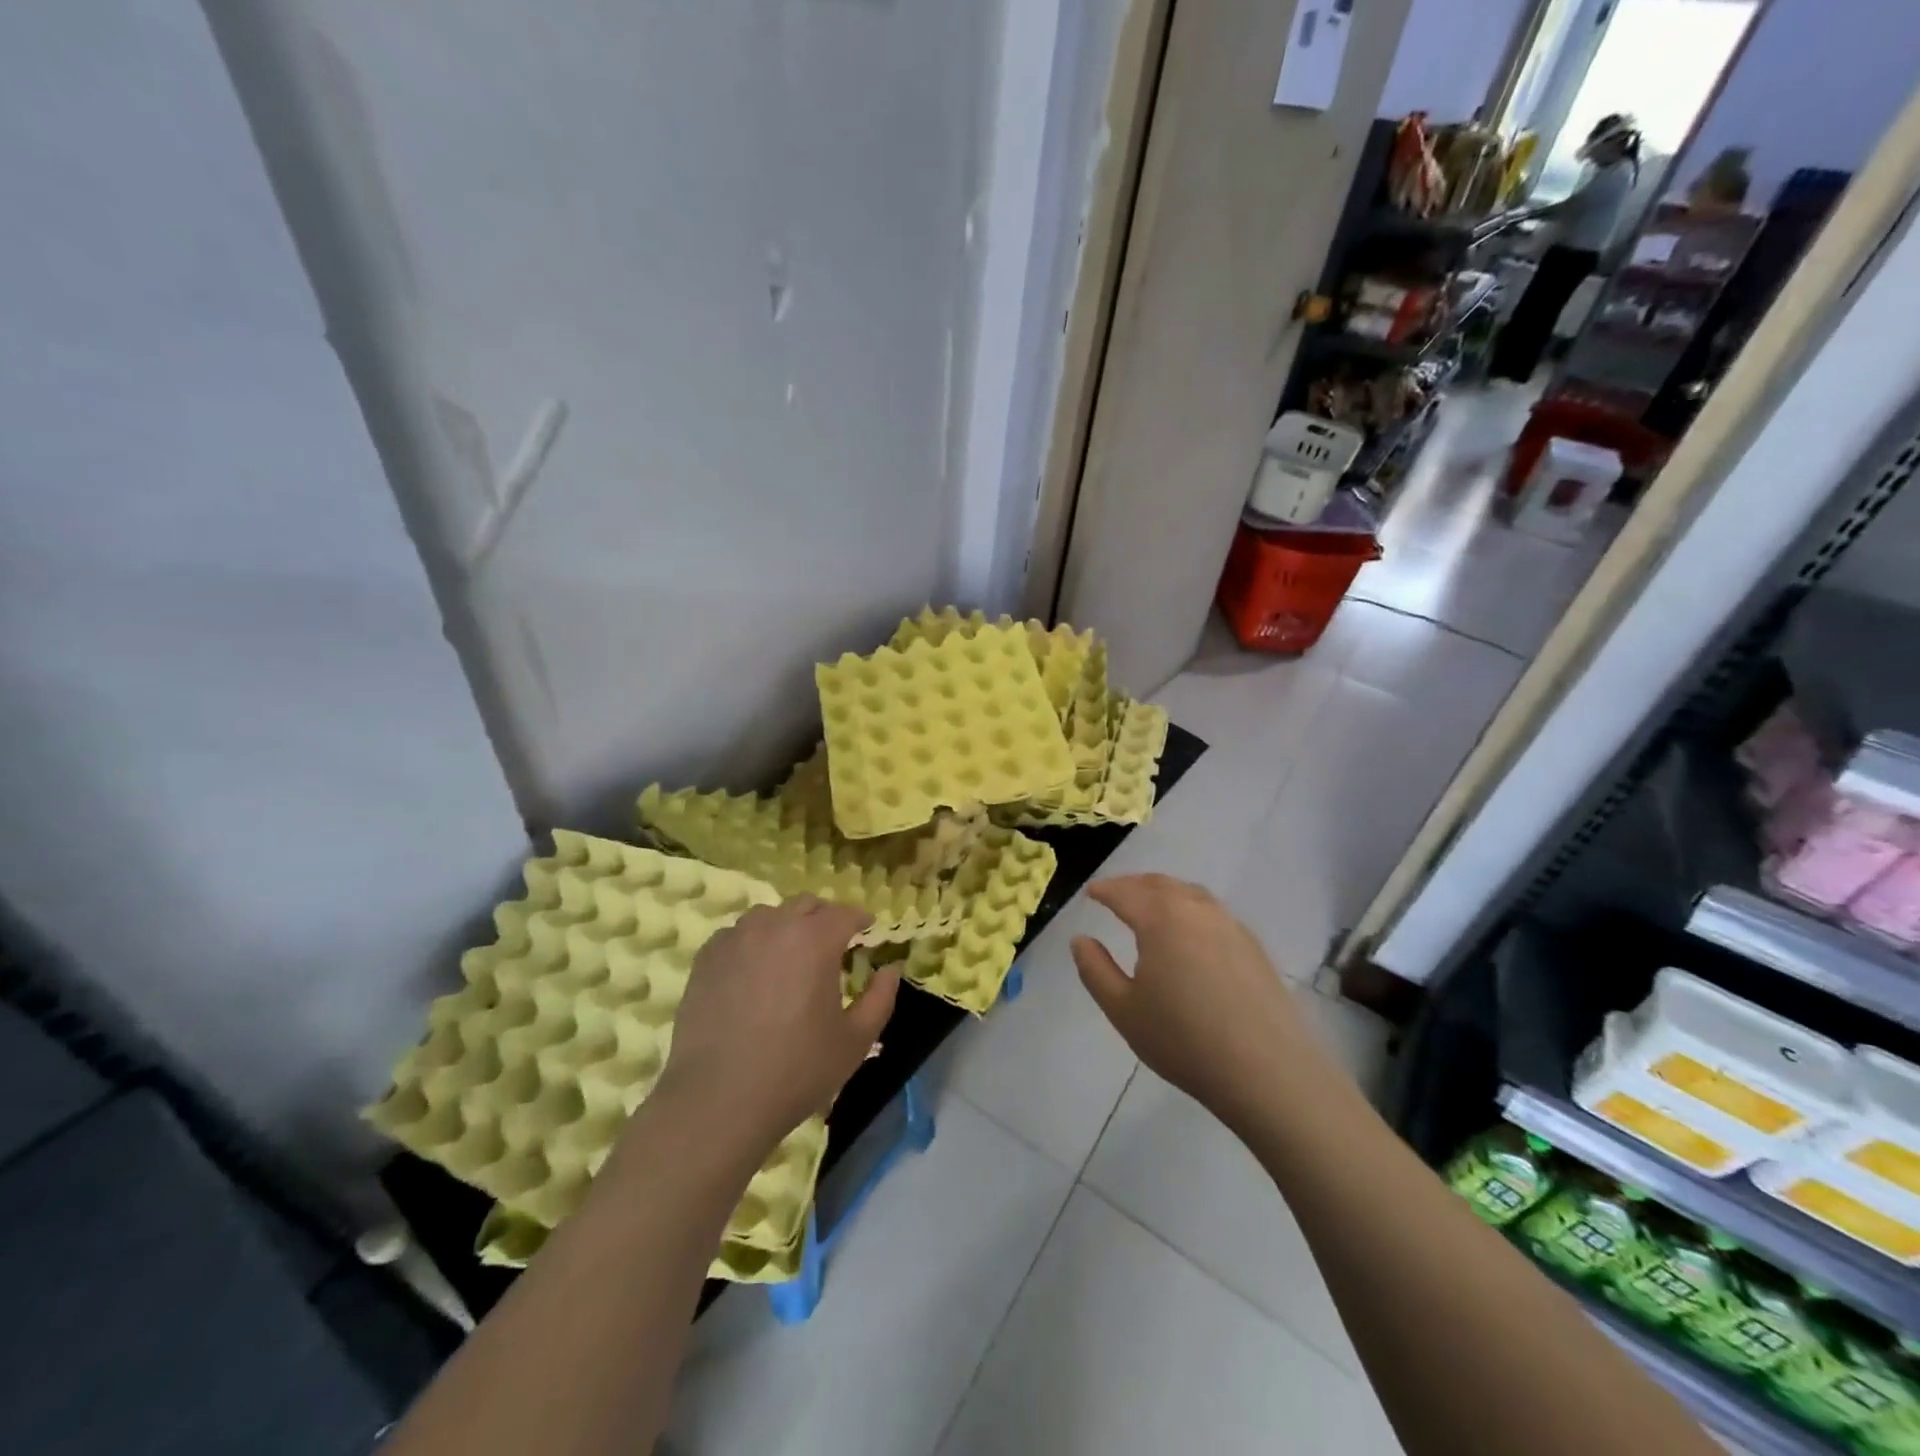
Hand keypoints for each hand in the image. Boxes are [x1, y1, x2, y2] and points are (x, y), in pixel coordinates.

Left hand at [655, 896, 898, 1157]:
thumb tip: (890, 969)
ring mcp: (735, 939)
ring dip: (786, 926)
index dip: (860, 918)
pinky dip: (752, 943)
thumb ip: (880, 998)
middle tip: (831, 944)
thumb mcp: (855, 1040)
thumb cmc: (797, 1070)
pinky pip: (736, 935)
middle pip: (806, 905)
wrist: (718, 1100)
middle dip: (824, 918)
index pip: (845, 913)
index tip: (867, 929)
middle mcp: (775, 926)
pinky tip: (753, 972)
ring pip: (768, 915)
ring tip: (789, 956)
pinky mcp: (706, 959)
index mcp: (815, 940)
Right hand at [1072, 875, 1314, 1134]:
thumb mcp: (1123, 1010)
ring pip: (1190, 893)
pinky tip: (1189, 933)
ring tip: (1150, 907)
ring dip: (1164, 893)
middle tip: (1115, 894)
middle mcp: (1196, 909)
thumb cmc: (1183, 1039)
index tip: (1090, 893)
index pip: (1125, 892)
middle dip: (1133, 885)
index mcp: (1160, 918)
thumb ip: (1095, 970)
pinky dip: (1190, 908)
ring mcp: (1230, 924)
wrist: (1267, 1071)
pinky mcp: (1253, 946)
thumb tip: (1080, 940)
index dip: (1104, 890)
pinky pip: (1212, 912)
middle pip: (1159, 884)